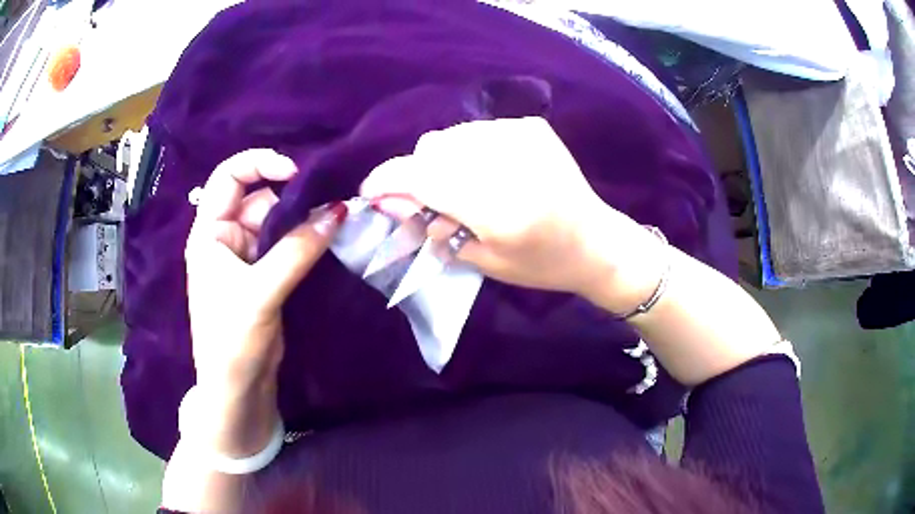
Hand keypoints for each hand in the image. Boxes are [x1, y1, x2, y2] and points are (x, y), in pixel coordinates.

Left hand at [184, 149, 345, 454]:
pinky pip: (286, 244)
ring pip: (277, 222)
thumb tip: (339, 211)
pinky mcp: (264, 274)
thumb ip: (299, 250)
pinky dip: (304, 240)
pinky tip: (325, 240)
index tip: (295, 172)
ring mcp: (245, 256)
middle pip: (259, 197)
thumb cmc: (233, 339)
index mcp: (209, 232)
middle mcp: (225, 237)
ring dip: (302, 221)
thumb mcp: (261, 292)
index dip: (259, 164)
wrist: (238, 388)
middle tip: (327, 204)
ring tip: (332, 224)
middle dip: (290, 198)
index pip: (229, 176)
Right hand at [360, 117, 658, 304]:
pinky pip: (476, 130)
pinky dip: (468, 150)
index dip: (388, 181)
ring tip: (463, 187)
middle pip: (431, 147)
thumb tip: (386, 200)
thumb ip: (431, 225)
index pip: (423, 177)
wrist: (595, 241)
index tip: (371, 192)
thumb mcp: (482, 258)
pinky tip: (488, 172)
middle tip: (430, 200)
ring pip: (451, 135)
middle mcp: (509, 160)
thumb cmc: (540, 264)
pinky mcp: (531, 126)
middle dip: (417, 173)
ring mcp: (522, 135)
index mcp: (499, 206)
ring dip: (442, 160)